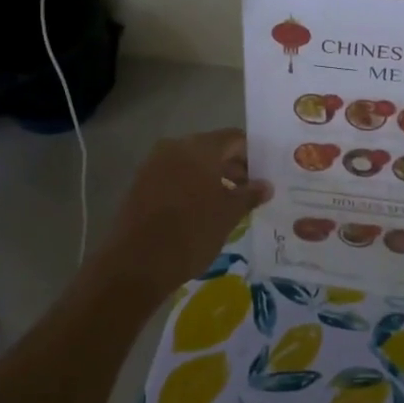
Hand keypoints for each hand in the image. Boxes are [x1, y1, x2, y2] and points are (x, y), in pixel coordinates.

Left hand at [96, 129, 270, 307]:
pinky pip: (174, 176)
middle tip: (249, 192)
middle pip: (212, 149)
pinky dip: (191, 186)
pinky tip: (201, 209)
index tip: (263, 176)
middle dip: (233, 167)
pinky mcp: (141, 183)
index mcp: (199, 148)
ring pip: (192, 163)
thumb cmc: (191, 233)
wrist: (137, 263)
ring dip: (212, 178)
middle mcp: (175, 147)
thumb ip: (249, 194)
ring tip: (228, 203)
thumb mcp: (228, 215)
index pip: (234, 139)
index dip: (252, 155)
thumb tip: (266, 185)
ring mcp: (154, 164)